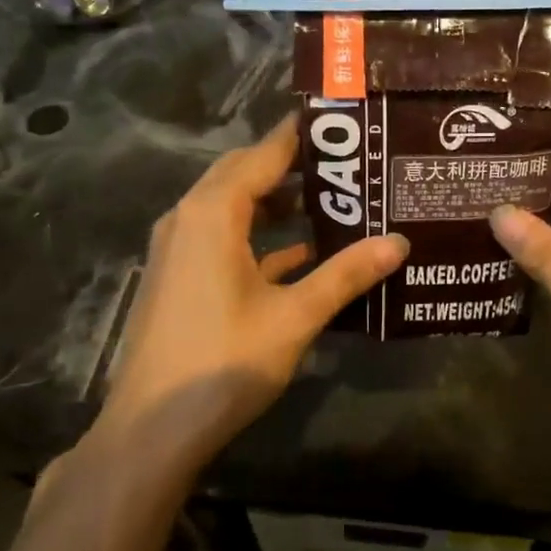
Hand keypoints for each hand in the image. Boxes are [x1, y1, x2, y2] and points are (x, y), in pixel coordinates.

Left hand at [83, 117, 408, 484]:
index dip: (301, 135)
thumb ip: (346, 275)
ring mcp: (179, 249)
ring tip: (332, 200)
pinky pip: (223, 238)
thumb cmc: (223, 363)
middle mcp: (189, 218)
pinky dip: (260, 236)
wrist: (151, 430)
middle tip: (346, 161)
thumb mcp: (294, 317)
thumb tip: (399, 243)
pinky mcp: (180, 276)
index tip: (341, 121)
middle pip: (243, 173)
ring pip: (232, 206)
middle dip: (291, 163)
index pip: (263, 154)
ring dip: (275, 200)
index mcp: (212, 213)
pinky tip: (301, 253)